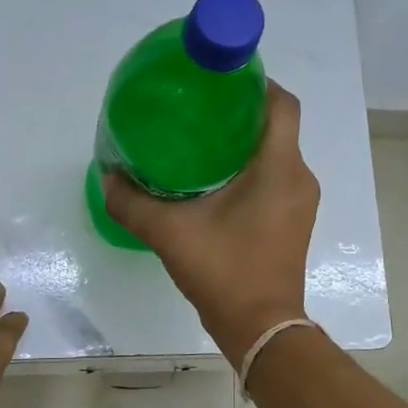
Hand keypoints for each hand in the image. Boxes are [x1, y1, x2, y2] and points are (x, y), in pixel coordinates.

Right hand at [103, 81, 319, 363]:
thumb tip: (107, 177)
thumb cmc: (224, 271)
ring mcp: (299, 202)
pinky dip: (250, 169)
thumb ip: (133, 203)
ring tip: (200, 141)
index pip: (282, 104)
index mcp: (278, 167)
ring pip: (276, 154)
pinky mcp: (292, 222)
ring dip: (245, 143)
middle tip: (197, 109)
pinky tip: (213, 182)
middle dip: (240, 112)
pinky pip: (276, 178)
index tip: (221, 79)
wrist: (261, 328)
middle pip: (276, 126)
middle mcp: (298, 177)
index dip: (256, 82)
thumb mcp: (169, 233)